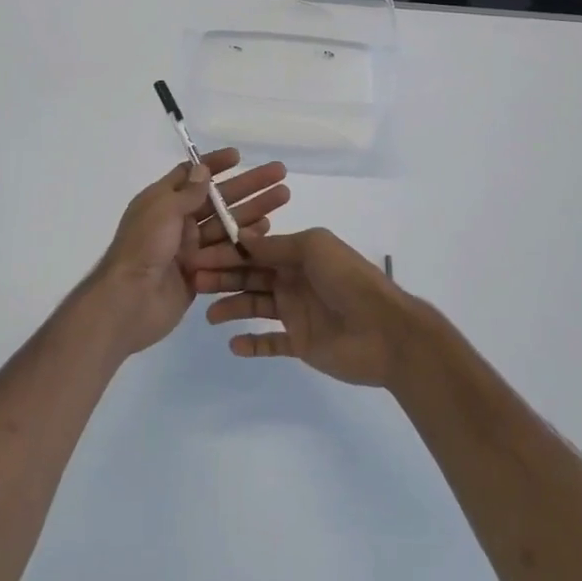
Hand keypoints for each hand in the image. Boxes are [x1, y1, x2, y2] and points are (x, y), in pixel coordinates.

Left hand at [82, 150, 288, 360]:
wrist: (129, 302)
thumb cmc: (143, 248)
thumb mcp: (162, 210)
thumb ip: (186, 192)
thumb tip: (202, 170)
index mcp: (163, 201)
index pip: (191, 175)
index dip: (215, 165)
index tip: (239, 156)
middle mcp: (177, 222)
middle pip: (218, 199)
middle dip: (248, 185)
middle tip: (279, 173)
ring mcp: (189, 248)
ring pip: (227, 224)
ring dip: (254, 210)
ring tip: (282, 197)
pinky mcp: (200, 273)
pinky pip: (226, 252)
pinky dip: (246, 240)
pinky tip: (268, 229)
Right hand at [193, 228, 416, 386]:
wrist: (385, 330)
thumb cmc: (348, 280)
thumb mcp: (313, 248)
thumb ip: (276, 245)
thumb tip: (241, 237)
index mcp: (298, 253)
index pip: (255, 250)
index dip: (227, 251)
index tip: (198, 255)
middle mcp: (294, 279)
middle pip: (251, 276)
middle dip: (223, 277)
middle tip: (196, 283)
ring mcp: (297, 312)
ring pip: (256, 306)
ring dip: (232, 307)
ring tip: (210, 315)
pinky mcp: (301, 342)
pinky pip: (271, 342)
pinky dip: (252, 343)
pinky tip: (234, 343)